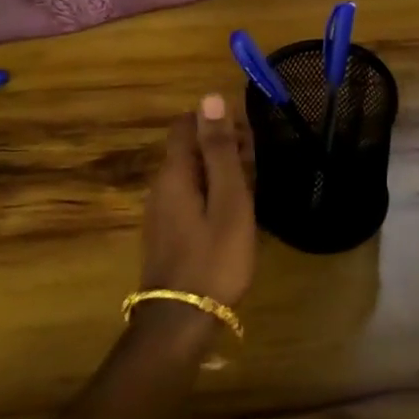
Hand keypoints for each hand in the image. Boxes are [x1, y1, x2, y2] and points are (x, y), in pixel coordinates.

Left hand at [141, 94, 256, 306]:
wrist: (181, 321)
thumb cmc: (214, 257)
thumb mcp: (228, 200)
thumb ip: (219, 150)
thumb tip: (209, 97)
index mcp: (174, 173)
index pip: (186, 124)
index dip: (216, 121)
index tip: (247, 135)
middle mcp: (161, 186)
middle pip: (189, 149)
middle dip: (222, 146)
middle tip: (257, 165)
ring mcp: (162, 212)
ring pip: (192, 175)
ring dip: (220, 173)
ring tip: (253, 189)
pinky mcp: (168, 234)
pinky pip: (191, 199)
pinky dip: (213, 195)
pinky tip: (235, 215)